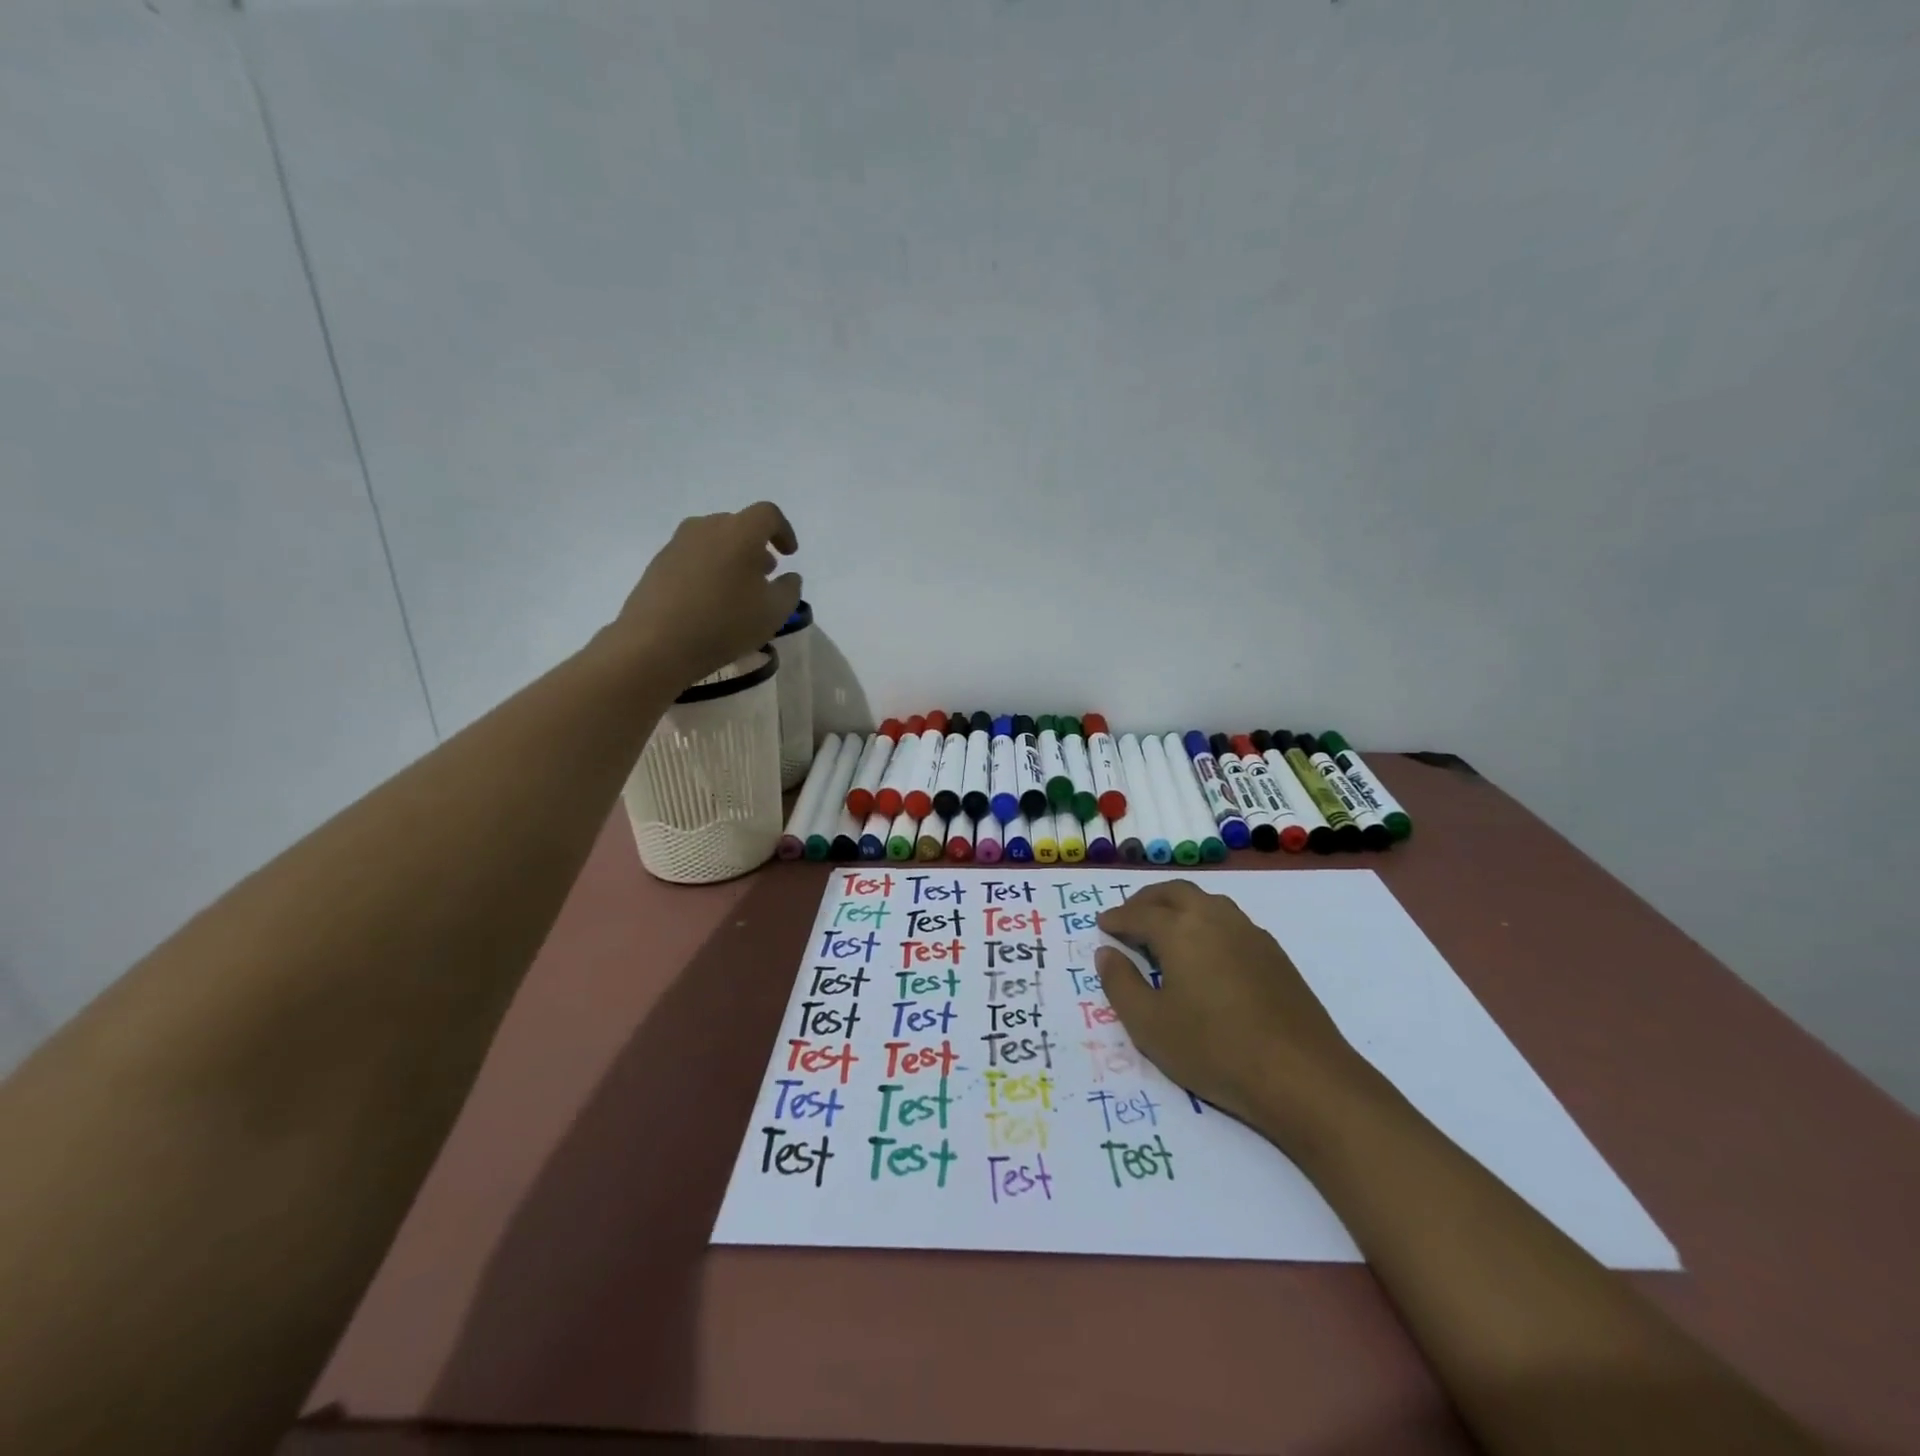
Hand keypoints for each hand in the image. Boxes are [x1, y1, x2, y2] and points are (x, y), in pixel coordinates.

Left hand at [613, 502, 801, 686]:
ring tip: (738, 589)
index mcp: (740, 532)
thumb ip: (789, 590)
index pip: (768, 515)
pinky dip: (708, 569)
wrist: (656, 643)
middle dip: (756, 546)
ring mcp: (678, 544)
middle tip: (765, 574)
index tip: (789, 555)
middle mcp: (707, 528)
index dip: (783, 531)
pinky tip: (710, 600)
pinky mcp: (658, 563)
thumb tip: (789, 577)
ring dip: (731, 557)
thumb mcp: (774, 613)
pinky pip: (693, 557)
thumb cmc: (725, 624)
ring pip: (713, 540)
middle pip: (738, 525)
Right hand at [1097, 880, 1378, 1147]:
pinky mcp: (1274, 953)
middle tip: (1128, 916)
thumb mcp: (1149, 1025)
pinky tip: (1205, 950)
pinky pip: (1229, 919)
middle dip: (1146, 900)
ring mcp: (1249, 933)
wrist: (1302, 1076)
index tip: (1102, 924)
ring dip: (1178, 905)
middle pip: (1174, 892)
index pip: (1139, 914)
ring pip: (1206, 901)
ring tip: (1164, 927)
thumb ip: (1120, 983)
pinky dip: (1205, 921)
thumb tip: (1106, 952)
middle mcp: (1214, 919)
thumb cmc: (1214, 1049)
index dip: (1117, 918)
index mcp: (1180, 930)